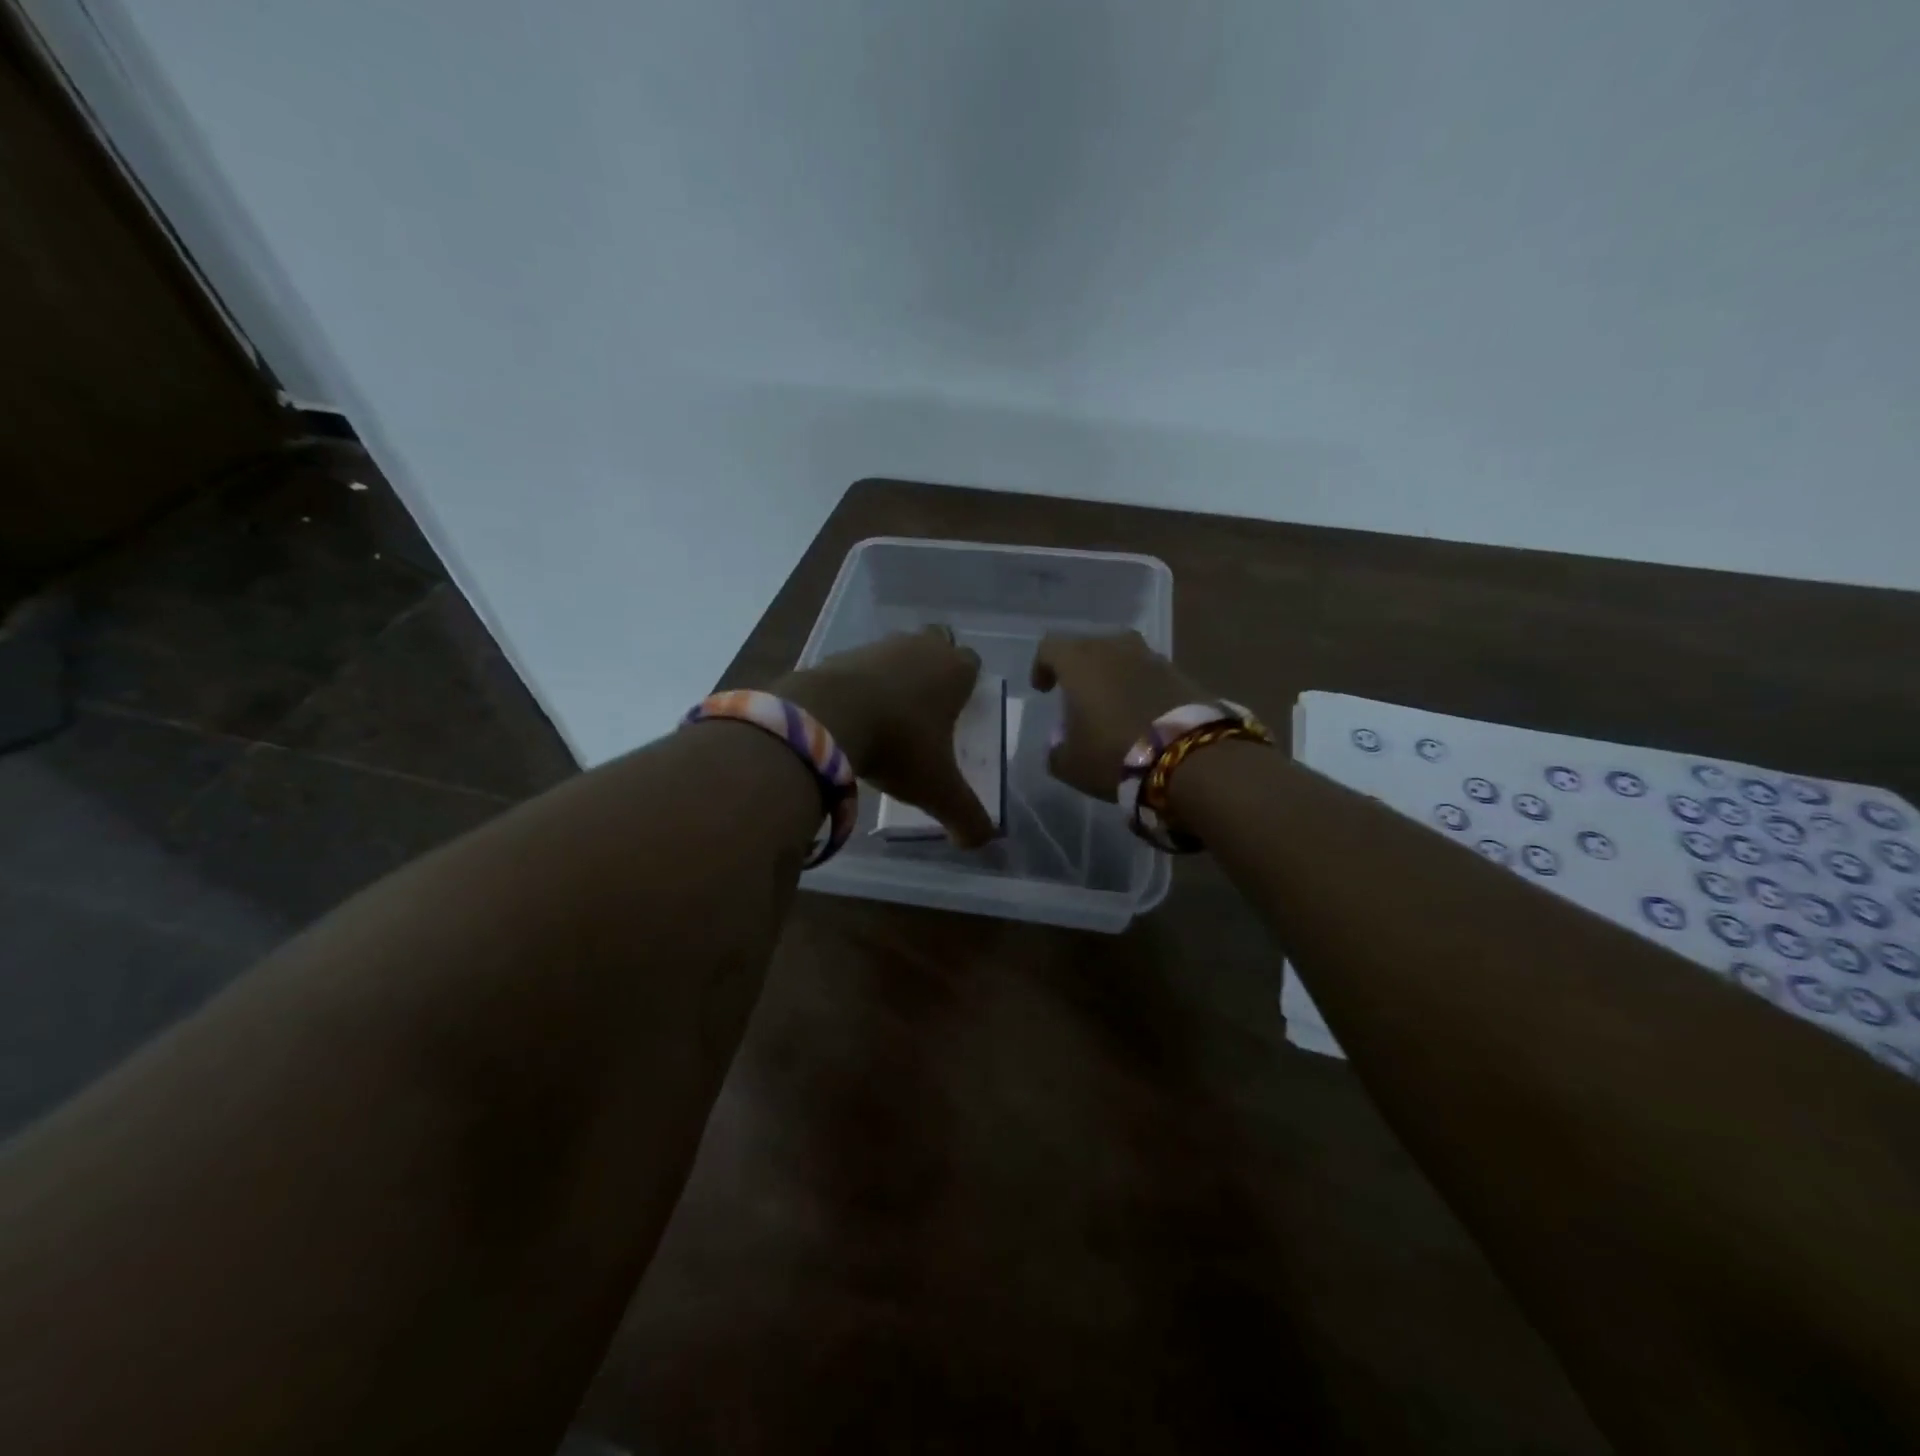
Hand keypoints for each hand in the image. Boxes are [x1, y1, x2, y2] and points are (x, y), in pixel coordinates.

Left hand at [774, 626, 995, 847]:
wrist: (826, 719)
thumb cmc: (898, 747)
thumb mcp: (938, 790)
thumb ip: (967, 817)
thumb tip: (982, 842)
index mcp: (953, 670)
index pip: (972, 662)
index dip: (968, 683)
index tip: (958, 711)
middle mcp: (920, 648)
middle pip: (936, 644)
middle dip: (934, 668)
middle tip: (926, 707)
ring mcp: (878, 646)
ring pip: (898, 651)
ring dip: (897, 674)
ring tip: (888, 715)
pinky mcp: (841, 654)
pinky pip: (861, 665)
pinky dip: (862, 683)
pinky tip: (854, 715)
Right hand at [1029, 631, 1209, 799]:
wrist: (1188, 757)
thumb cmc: (1114, 754)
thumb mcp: (1070, 764)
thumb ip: (1057, 750)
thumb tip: (1060, 745)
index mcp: (1080, 662)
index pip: (1050, 647)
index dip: (1042, 666)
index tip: (1043, 690)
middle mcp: (1115, 648)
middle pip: (1088, 646)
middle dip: (1078, 667)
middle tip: (1077, 695)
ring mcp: (1151, 657)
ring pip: (1122, 655)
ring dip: (1112, 674)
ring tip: (1111, 702)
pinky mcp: (1181, 673)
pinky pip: (1149, 672)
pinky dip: (1140, 686)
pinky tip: (1141, 712)